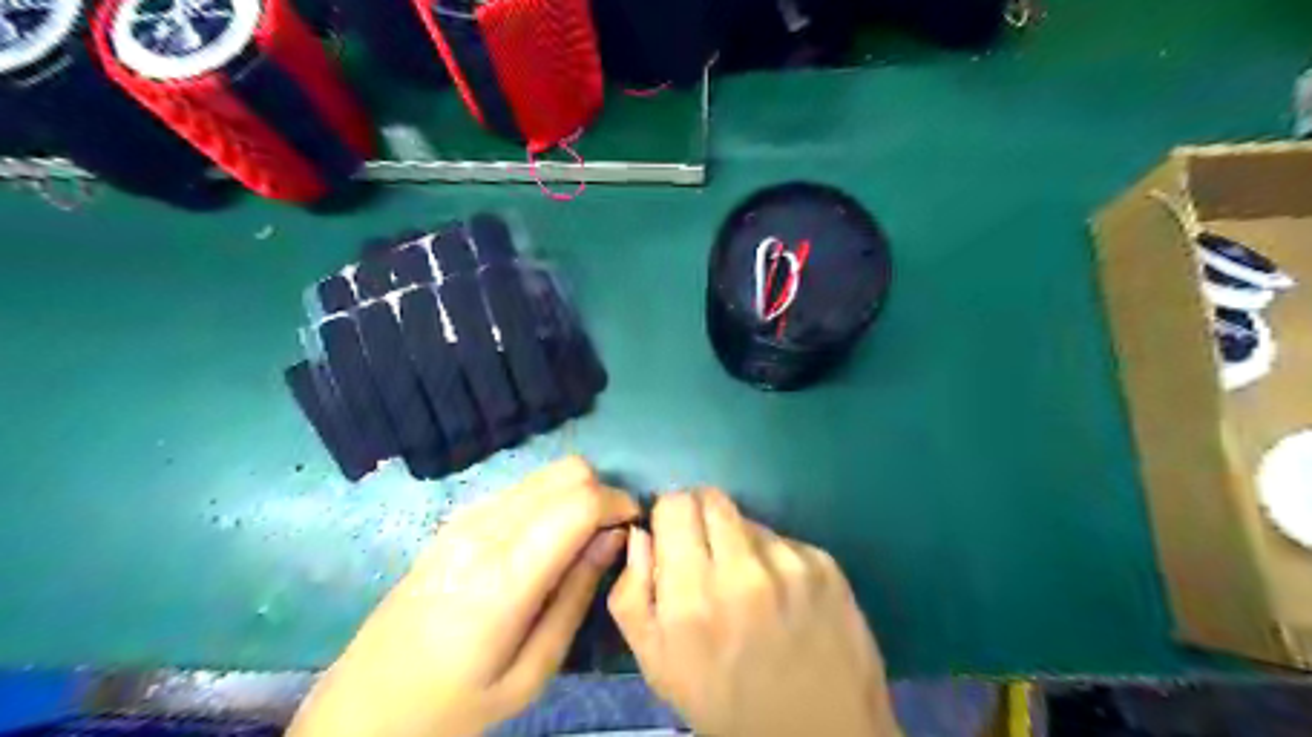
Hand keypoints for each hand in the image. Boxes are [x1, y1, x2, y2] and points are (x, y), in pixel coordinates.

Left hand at [287, 454, 638, 736]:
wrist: (366, 706)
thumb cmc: (455, 705)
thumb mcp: (531, 672)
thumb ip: (576, 596)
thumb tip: (614, 538)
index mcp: (505, 575)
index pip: (580, 502)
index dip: (619, 503)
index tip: (634, 528)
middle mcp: (485, 530)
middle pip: (567, 472)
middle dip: (602, 493)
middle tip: (610, 535)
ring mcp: (466, 518)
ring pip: (545, 473)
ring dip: (576, 494)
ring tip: (580, 540)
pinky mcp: (456, 519)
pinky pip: (521, 488)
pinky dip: (548, 499)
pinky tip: (544, 541)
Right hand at [607, 489, 896, 735]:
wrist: (819, 736)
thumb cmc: (726, 704)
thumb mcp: (657, 664)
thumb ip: (631, 592)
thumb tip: (642, 532)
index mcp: (693, 595)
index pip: (675, 504)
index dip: (670, 515)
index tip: (673, 536)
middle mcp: (743, 570)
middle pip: (711, 498)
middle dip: (701, 518)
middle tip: (707, 555)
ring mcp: (790, 564)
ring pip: (748, 520)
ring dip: (739, 542)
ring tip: (748, 588)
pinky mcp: (826, 566)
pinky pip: (784, 541)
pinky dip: (775, 559)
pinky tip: (782, 598)